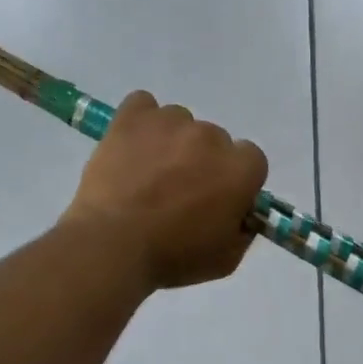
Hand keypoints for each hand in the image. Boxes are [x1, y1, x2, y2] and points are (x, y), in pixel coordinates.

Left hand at [61, 91, 268, 290]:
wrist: (111, 245)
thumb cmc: (172, 257)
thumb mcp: (225, 259)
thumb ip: (243, 230)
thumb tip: (241, 214)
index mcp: (240, 170)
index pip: (251, 160)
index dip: (234, 180)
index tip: (217, 199)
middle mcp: (212, 137)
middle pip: (215, 141)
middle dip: (202, 162)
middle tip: (178, 192)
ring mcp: (172, 121)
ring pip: (180, 123)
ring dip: (171, 142)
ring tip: (147, 172)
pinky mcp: (134, 116)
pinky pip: (143, 105)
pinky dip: (140, 121)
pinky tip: (132, 144)